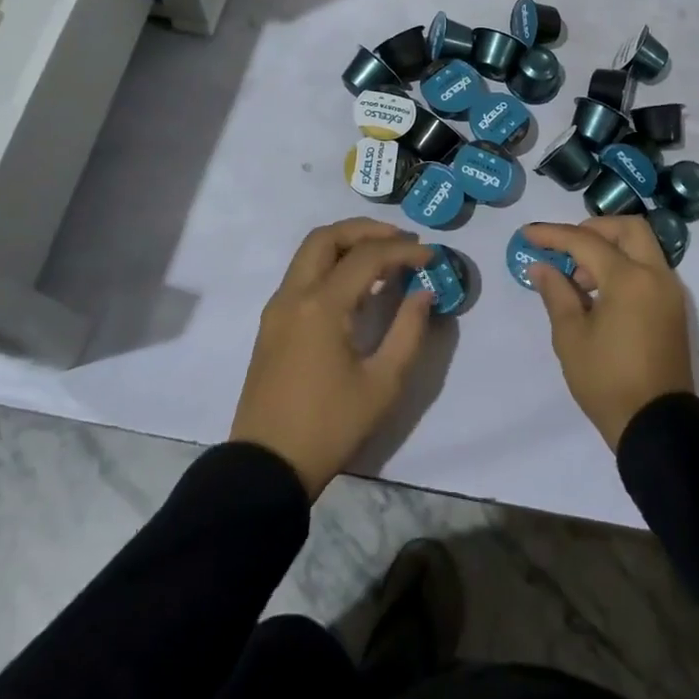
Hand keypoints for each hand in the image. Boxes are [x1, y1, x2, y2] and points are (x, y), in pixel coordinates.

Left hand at [230, 218, 434, 498]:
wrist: (266, 468)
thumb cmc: (329, 426)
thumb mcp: (382, 384)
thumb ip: (408, 331)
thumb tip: (424, 293)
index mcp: (322, 305)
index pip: (367, 256)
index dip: (403, 251)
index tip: (432, 256)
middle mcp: (294, 294)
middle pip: (327, 236)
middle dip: (367, 230)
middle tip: (401, 240)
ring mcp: (278, 307)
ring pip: (310, 251)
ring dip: (346, 243)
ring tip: (383, 258)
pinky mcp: (272, 322)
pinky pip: (302, 274)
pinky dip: (330, 263)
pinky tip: (355, 285)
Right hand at [526, 217, 694, 450]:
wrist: (657, 427)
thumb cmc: (607, 381)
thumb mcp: (571, 337)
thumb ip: (556, 293)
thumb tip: (541, 266)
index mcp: (629, 279)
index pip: (586, 241)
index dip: (554, 234)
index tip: (527, 234)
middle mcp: (656, 276)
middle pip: (627, 228)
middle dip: (594, 229)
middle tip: (568, 248)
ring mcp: (669, 292)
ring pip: (642, 247)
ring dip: (610, 249)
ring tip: (579, 282)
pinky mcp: (673, 309)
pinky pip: (648, 269)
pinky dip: (624, 267)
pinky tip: (599, 295)